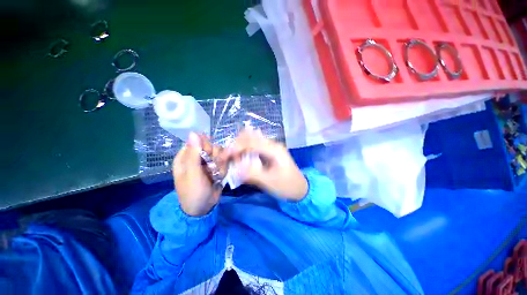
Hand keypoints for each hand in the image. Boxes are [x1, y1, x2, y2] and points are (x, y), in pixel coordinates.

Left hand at [173, 133, 226, 216]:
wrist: (203, 208)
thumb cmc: (193, 192)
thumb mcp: (192, 174)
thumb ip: (194, 153)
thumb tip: (193, 133)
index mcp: (186, 156)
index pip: (198, 141)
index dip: (205, 146)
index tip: (208, 155)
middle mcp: (197, 157)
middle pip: (211, 146)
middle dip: (215, 157)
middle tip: (212, 168)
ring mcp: (208, 162)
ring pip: (220, 153)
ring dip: (220, 165)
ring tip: (215, 176)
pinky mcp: (216, 167)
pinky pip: (224, 161)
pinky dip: (224, 169)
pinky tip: (219, 178)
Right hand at [227, 129, 307, 200]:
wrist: (300, 188)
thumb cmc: (287, 186)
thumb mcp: (271, 182)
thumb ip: (253, 174)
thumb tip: (235, 169)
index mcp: (274, 149)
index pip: (251, 142)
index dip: (235, 148)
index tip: (223, 157)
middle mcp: (272, 144)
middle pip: (249, 137)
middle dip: (236, 146)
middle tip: (228, 160)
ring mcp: (270, 147)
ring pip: (250, 141)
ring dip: (239, 148)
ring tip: (234, 161)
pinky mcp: (268, 152)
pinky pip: (253, 147)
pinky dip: (244, 151)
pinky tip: (241, 160)